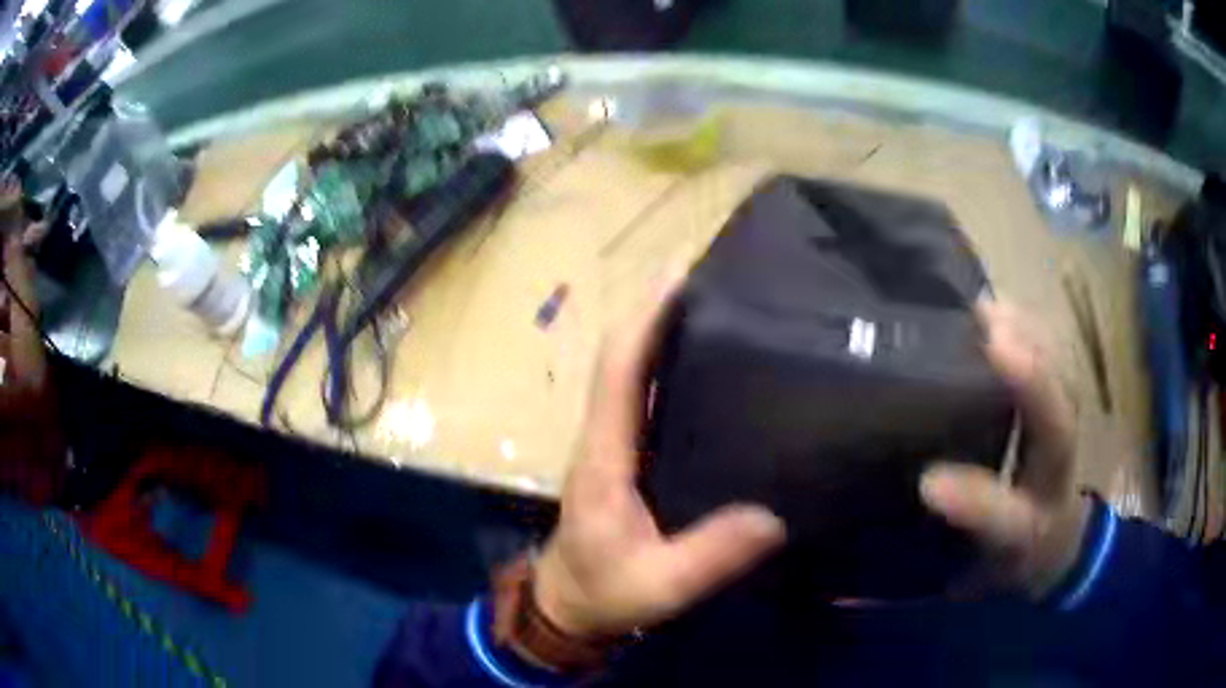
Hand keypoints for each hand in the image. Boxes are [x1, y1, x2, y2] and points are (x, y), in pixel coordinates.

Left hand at [533, 270, 785, 637]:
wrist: (568, 607)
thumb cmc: (604, 594)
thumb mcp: (661, 586)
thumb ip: (711, 556)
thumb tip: (774, 516)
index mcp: (603, 458)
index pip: (618, 370)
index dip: (646, 319)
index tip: (681, 276)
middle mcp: (602, 436)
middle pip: (623, 356)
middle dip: (658, 309)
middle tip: (713, 277)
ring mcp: (611, 443)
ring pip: (631, 371)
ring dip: (662, 330)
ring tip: (718, 305)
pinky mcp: (624, 454)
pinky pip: (642, 395)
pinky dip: (666, 364)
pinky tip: (709, 362)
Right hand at [921, 301, 1089, 598]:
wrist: (1058, 544)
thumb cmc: (1004, 564)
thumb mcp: (964, 586)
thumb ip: (917, 584)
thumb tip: (841, 591)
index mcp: (1026, 534)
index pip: (1006, 520)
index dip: (974, 502)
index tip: (929, 482)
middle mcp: (1054, 482)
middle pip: (1057, 432)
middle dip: (1033, 388)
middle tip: (992, 339)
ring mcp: (1067, 441)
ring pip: (1061, 386)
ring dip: (1031, 345)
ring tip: (987, 310)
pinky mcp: (1065, 411)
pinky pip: (1057, 364)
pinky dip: (1034, 333)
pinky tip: (1000, 307)